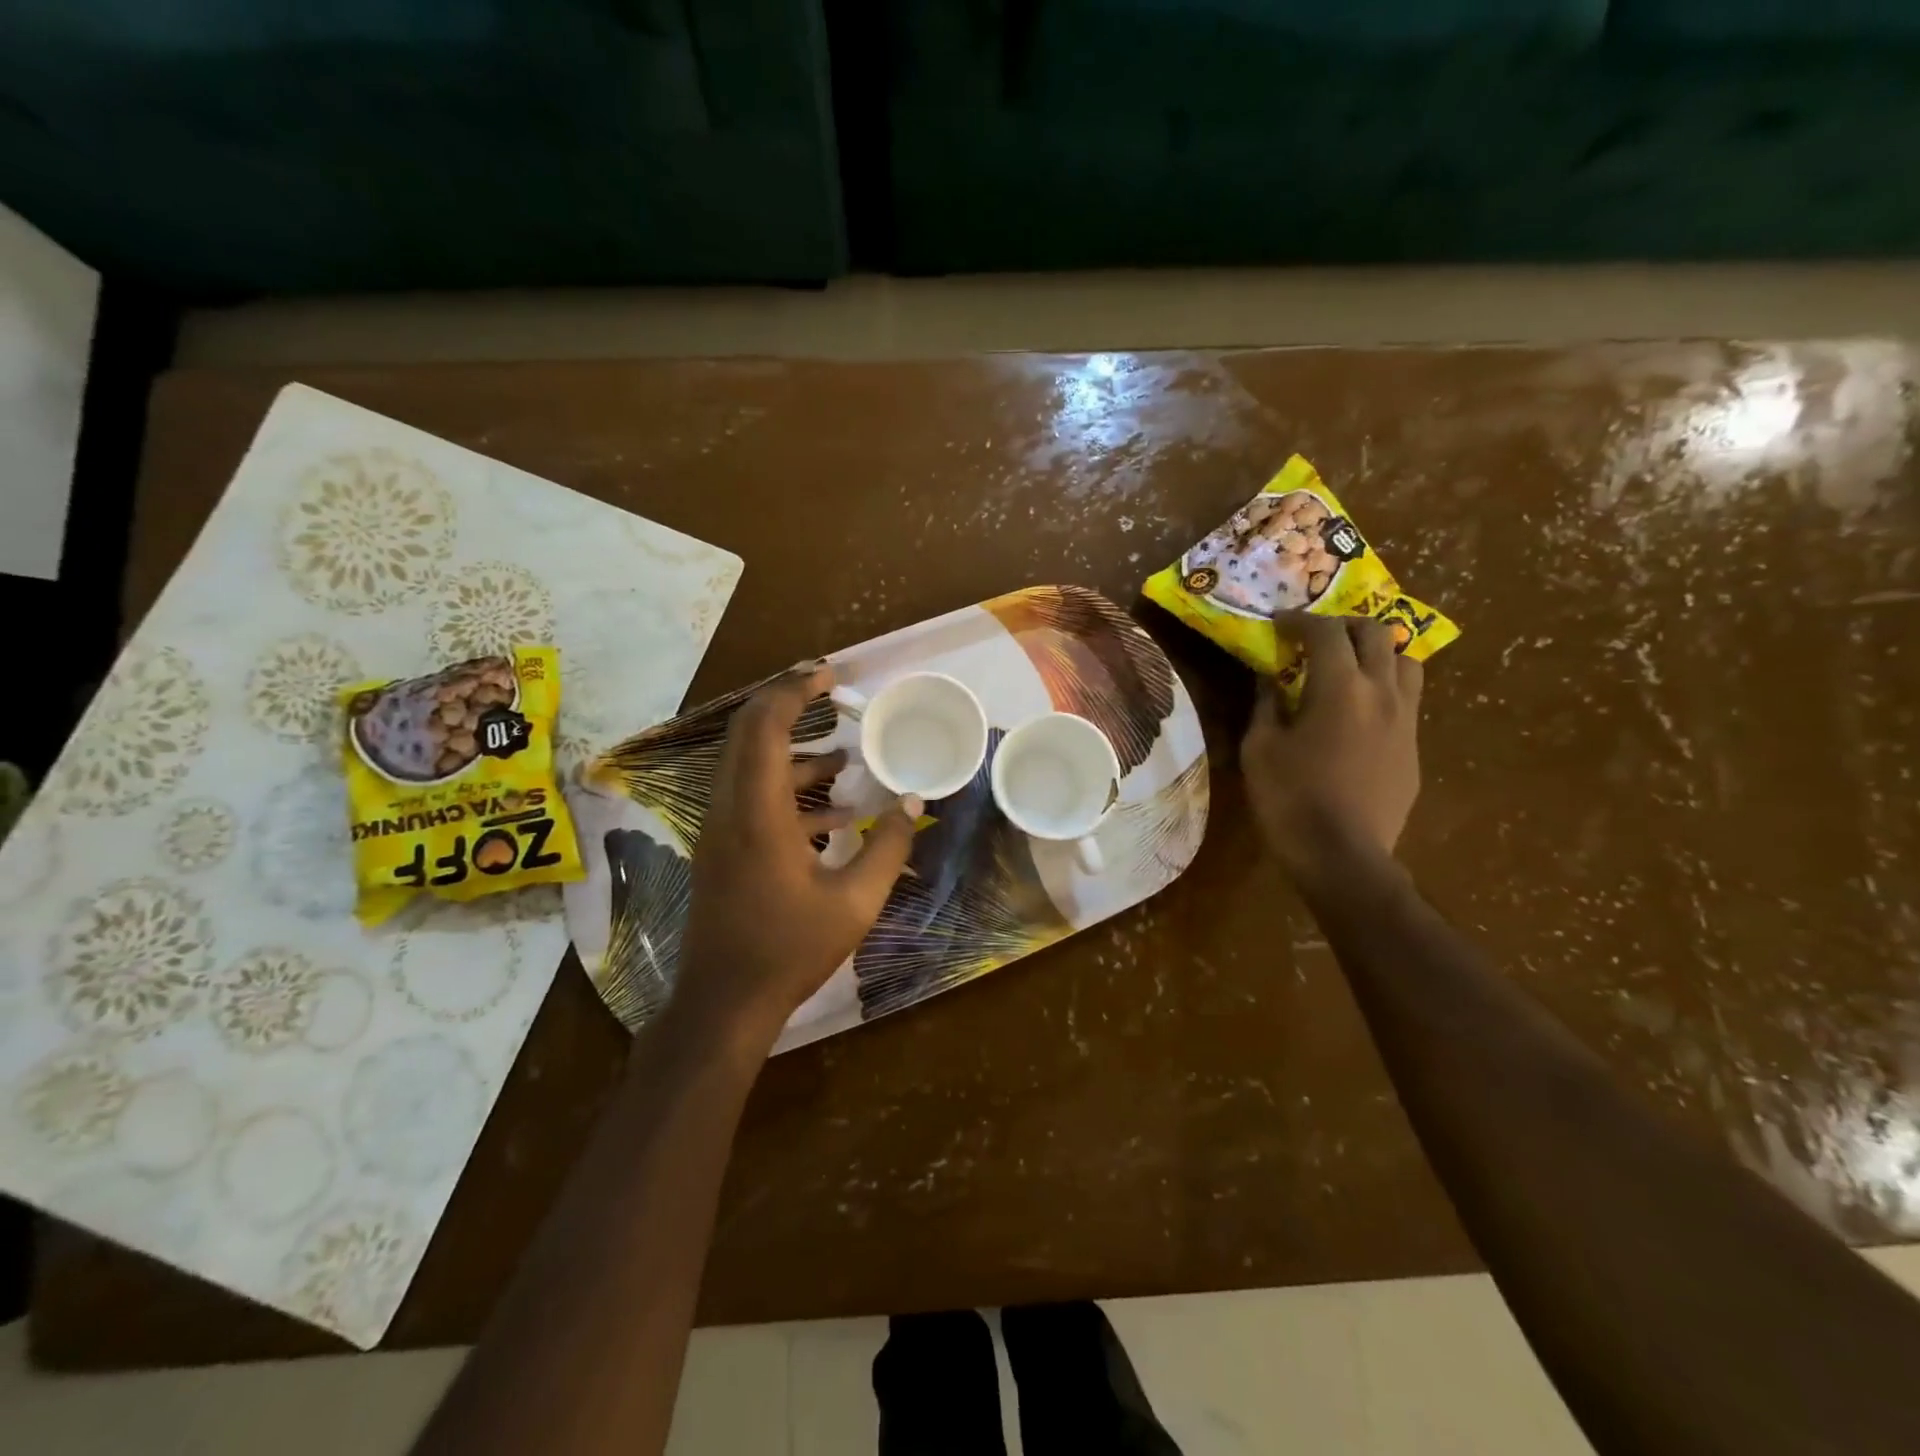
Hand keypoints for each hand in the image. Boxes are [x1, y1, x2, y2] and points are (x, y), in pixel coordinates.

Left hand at [673, 662, 919, 1055]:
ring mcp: (720, 829)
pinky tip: (835, 811)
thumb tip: (914, 802)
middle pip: (747, 733)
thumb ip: (889, 846)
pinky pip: (752, 797)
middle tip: (830, 692)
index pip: (764, 727)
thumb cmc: (789, 951)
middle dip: (787, 704)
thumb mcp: (855, 902)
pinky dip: (789, 788)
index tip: (829, 676)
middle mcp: (729, 809)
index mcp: (757, 813)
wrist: (724, 1004)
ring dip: (793, 750)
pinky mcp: (722, 849)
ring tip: (845, 754)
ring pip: (749, 765)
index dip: (793, 691)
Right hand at [1241, 613, 1422, 884]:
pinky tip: (1359, 708)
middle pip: (1375, 633)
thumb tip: (1270, 678)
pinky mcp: (1414, 746)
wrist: (1343, 856)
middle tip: (1313, 638)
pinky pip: (1407, 697)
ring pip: (1405, 660)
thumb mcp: (1260, 748)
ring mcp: (1406, 719)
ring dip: (1375, 651)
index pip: (1325, 631)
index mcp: (1340, 686)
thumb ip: (1267, 703)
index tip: (1279, 623)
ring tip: (1348, 665)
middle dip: (1342, 625)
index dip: (1299, 620)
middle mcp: (1382, 691)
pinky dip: (1384, 685)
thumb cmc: (1290, 799)